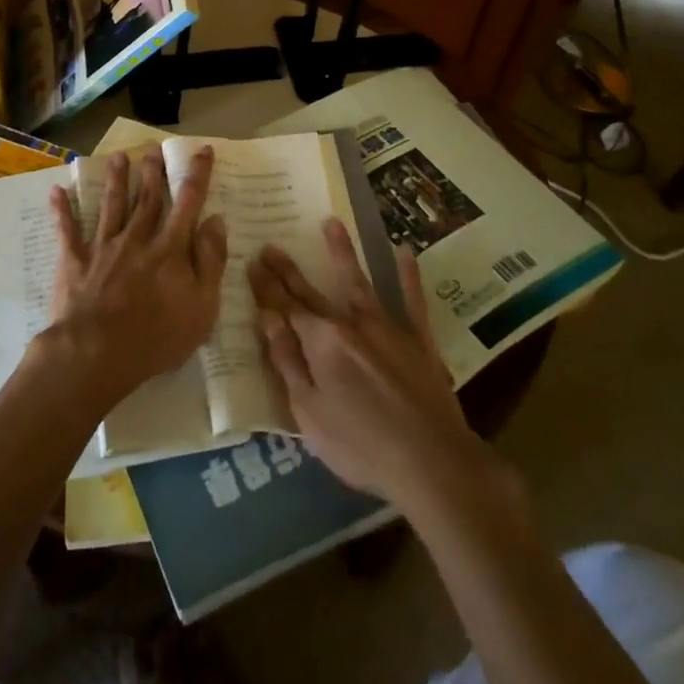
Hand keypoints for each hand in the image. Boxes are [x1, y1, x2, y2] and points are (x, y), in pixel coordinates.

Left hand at [44, 146, 226, 407]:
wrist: (97, 353)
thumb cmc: (158, 336)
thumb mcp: (203, 306)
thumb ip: (210, 260)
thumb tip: (216, 221)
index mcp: (170, 248)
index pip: (189, 202)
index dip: (197, 175)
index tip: (202, 151)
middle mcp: (137, 239)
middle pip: (147, 198)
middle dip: (152, 171)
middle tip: (153, 148)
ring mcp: (103, 248)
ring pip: (111, 206)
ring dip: (115, 180)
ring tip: (118, 157)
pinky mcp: (75, 262)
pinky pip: (67, 232)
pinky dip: (62, 211)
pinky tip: (57, 191)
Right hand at [249, 219, 482, 507]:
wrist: (431, 461)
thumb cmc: (360, 444)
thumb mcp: (308, 412)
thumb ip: (287, 361)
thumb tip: (267, 319)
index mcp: (321, 342)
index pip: (286, 307)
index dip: (267, 287)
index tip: (252, 262)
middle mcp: (351, 324)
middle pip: (313, 292)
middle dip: (288, 270)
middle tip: (271, 245)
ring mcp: (388, 328)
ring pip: (360, 282)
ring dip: (343, 252)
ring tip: (332, 223)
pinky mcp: (419, 340)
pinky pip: (412, 301)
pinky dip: (408, 276)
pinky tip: (405, 252)